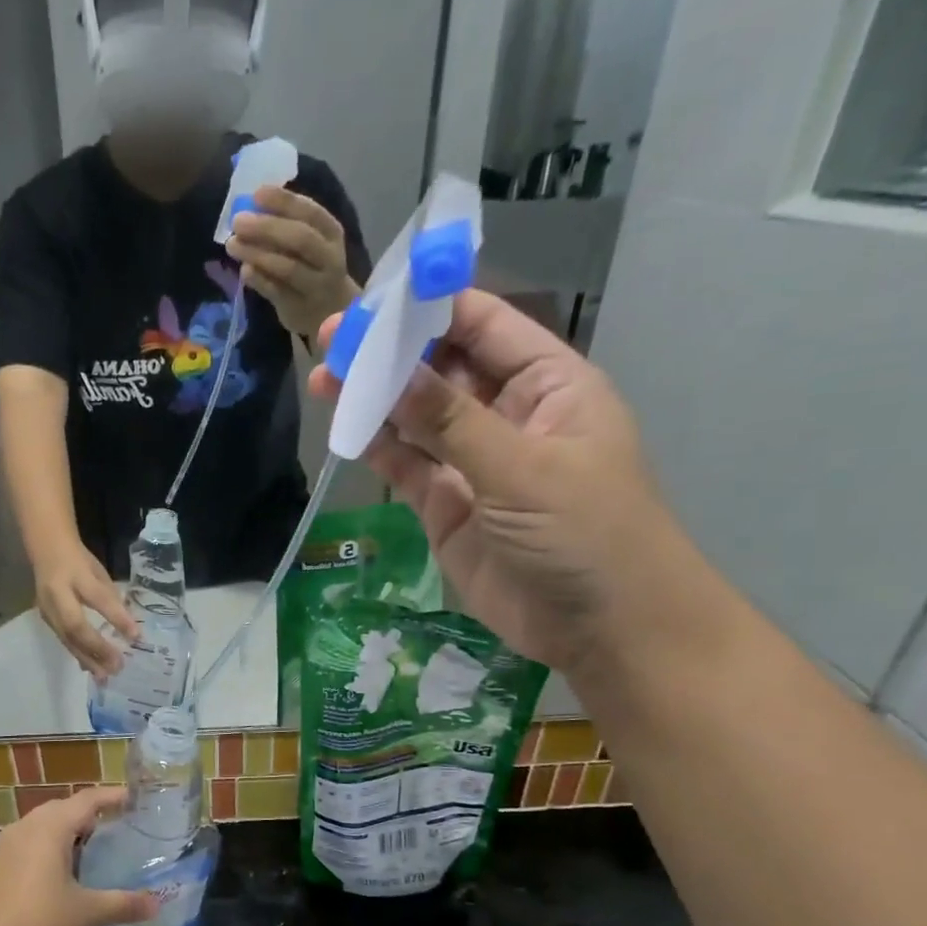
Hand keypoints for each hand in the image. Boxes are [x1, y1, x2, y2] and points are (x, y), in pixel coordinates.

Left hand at [0, 788, 158, 925]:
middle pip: (61, 809)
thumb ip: (123, 904)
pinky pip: (28, 844)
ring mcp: (5, 849)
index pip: (85, 800)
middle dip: (88, 813)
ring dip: (66, 831)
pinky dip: (49, 848)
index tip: (134, 799)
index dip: (111, 797)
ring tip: (93, 848)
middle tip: (117, 825)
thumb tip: (155, 904)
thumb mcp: (88, 914)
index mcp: (49, 828)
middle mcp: (24, 829)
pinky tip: (63, 874)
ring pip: (41, 826)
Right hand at [35, 542, 138, 679]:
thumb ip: (111, 597)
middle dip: (97, 648)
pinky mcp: (45, 618)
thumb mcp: (98, 571)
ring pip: (66, 638)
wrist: (45, 549)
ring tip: (104, 676)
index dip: (117, 618)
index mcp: (76, 574)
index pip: (98, 598)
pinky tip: (91, 668)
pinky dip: (78, 655)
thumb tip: (128, 627)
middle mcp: (57, 593)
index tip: (136, 637)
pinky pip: (63, 640)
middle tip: (117, 666)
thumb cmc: (79, 560)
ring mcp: (47, 607)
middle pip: (75, 626)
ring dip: (87, 659)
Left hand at [227, 185, 358, 339]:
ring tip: (233, 245)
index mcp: (331, 232)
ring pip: (287, 267)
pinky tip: (244, 270)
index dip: (283, 202)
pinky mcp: (298, 308)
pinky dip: (259, 280)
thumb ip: (288, 224)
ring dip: (257, 254)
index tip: (257, 194)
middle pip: (299, 239)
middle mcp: (327, 257)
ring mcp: (315, 285)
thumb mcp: (312, 240)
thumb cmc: (314, 266)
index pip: (310, 212)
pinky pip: (276, 292)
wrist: (331, 309)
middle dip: (266, 228)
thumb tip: (252, 206)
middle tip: (238, 221)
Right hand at [309, 289, 688, 679]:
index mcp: (548, 383)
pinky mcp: (447, 507)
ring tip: (323, 380)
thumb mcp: (521, 467)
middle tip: (330, 340)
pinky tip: (344, 429)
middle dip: (389, 354)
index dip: (430, 306)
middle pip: (440, 370)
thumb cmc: (586, 531)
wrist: (603, 627)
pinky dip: (378, 448)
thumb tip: (389, 369)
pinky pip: (408, 467)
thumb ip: (450, 420)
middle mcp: (508, 414)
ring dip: (373, 399)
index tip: (374, 297)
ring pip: (416, 419)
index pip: (484, 326)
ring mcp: (474, 463)